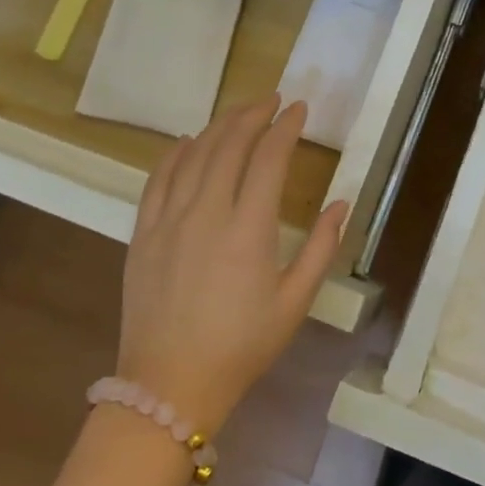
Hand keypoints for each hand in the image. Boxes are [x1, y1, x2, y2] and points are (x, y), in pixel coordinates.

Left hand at [118, 96, 348, 432]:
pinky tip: (187, 141)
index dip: (285, 128)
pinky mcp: (143, 233)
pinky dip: (175, 153)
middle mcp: (206, 212)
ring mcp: (168, 220)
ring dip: (218, 126)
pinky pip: (158, 178)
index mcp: (248, 229)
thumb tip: (342, 205)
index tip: (299, 109)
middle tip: (272, 101)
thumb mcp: (295, 303)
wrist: (170, 384)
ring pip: (193, 155)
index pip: (268, 158)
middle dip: (253, 116)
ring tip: (239, 113)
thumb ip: (321, 249)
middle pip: (229, 145)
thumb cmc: (242, 346)